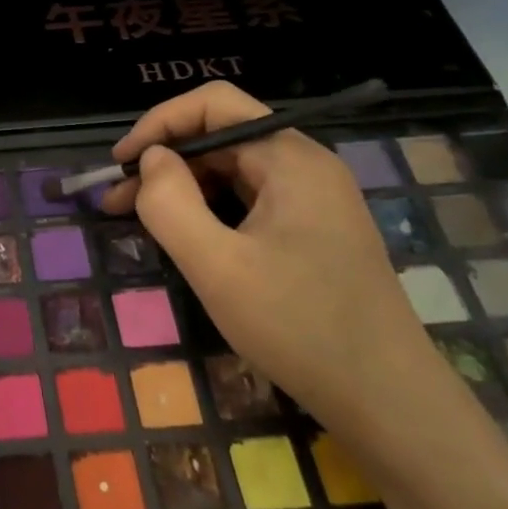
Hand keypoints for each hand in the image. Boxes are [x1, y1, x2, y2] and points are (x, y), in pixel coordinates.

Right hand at [100, 82, 451, 442]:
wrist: (390, 404)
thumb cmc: (301, 328)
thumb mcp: (217, 266)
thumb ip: (171, 203)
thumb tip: (151, 159)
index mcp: (290, 159)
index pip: (213, 104)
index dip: (159, 123)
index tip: (121, 163)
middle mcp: (304, 166)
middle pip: (220, 135)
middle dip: (164, 160)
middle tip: (117, 201)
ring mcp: (313, 199)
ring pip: (231, 170)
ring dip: (181, 187)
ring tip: (138, 219)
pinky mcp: (312, 230)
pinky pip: (248, 199)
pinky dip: (208, 209)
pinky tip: (184, 237)